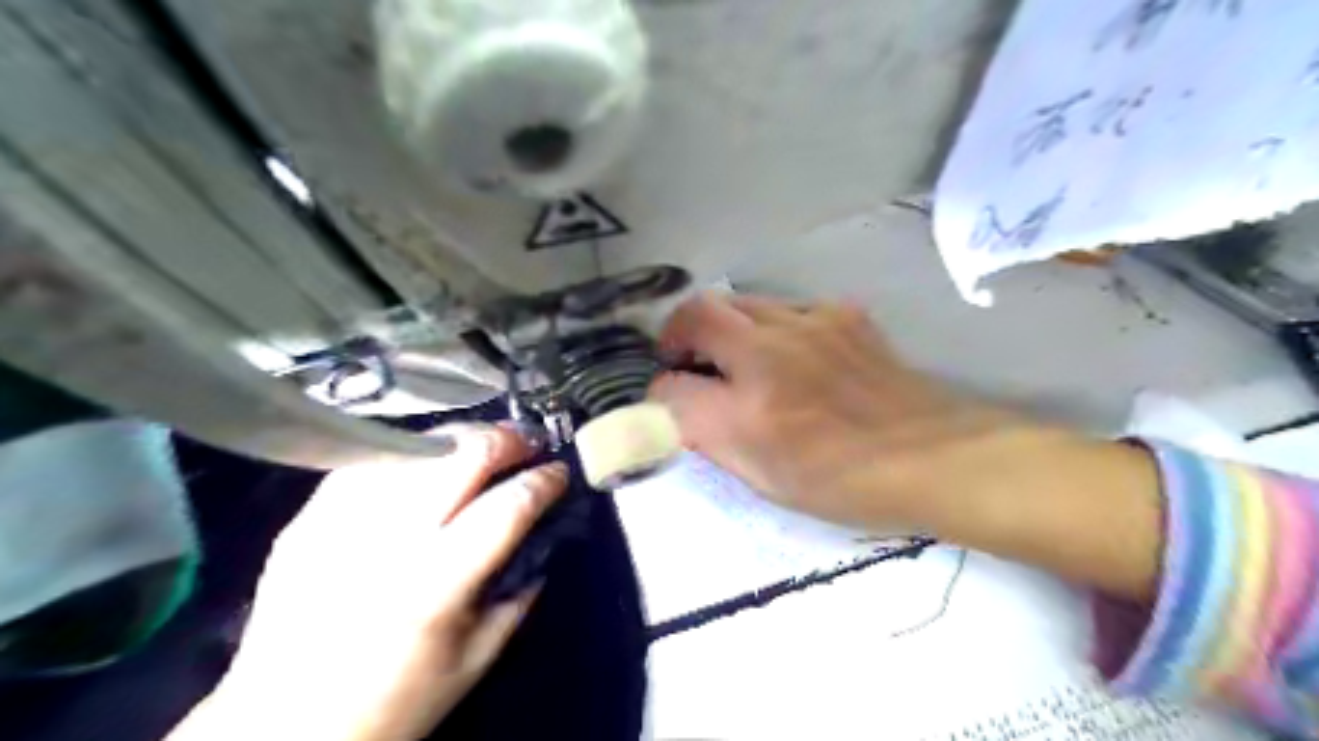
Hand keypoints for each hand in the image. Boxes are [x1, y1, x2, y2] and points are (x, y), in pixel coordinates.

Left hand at [170, 427, 563, 740]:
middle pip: (461, 459)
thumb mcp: (475, 661)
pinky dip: (409, 453)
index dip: (543, 482)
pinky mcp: (307, 520)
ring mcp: (341, 523)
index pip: (506, 508)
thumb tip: (545, 538)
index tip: (560, 472)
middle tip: (528, 443)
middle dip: (507, 440)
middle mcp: (389, 542)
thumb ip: (518, 595)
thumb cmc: (393, 703)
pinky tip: (426, 459)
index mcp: (436, 585)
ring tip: (483, 443)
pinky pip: (369, 463)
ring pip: (416, 448)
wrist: (279, 730)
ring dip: (461, 438)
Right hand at [653, 292, 1157, 597]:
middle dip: (677, 334)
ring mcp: (809, 324)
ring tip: (734, 356)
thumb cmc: (847, 484)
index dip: (658, 393)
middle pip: (696, 313)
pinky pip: (783, 305)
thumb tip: (680, 410)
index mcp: (750, 411)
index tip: (667, 402)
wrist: (935, 456)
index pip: (671, 386)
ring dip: (721, 325)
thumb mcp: (766, 479)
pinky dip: (768, 324)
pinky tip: (788, 352)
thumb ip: (713, 438)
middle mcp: (772, 354)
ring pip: (738, 301)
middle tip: (686, 361)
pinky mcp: (840, 313)